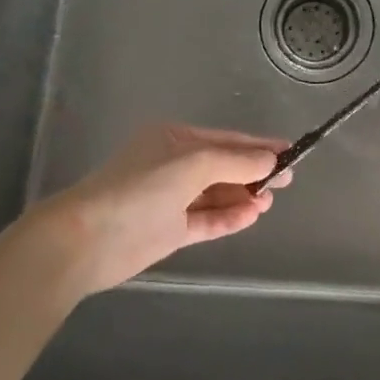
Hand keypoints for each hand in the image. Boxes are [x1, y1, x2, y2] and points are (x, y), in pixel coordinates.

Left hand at [37, 123, 287, 296]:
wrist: (88, 239)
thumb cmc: (141, 188)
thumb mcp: (193, 164)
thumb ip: (235, 162)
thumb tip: (271, 160)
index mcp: (174, 139)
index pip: (226, 139)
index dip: (258, 145)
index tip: (291, 151)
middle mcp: (173, 165)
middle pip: (223, 166)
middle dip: (254, 172)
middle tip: (287, 181)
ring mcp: (170, 199)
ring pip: (216, 194)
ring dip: (244, 196)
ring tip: (270, 201)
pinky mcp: (168, 231)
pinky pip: (207, 220)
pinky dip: (229, 218)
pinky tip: (253, 215)